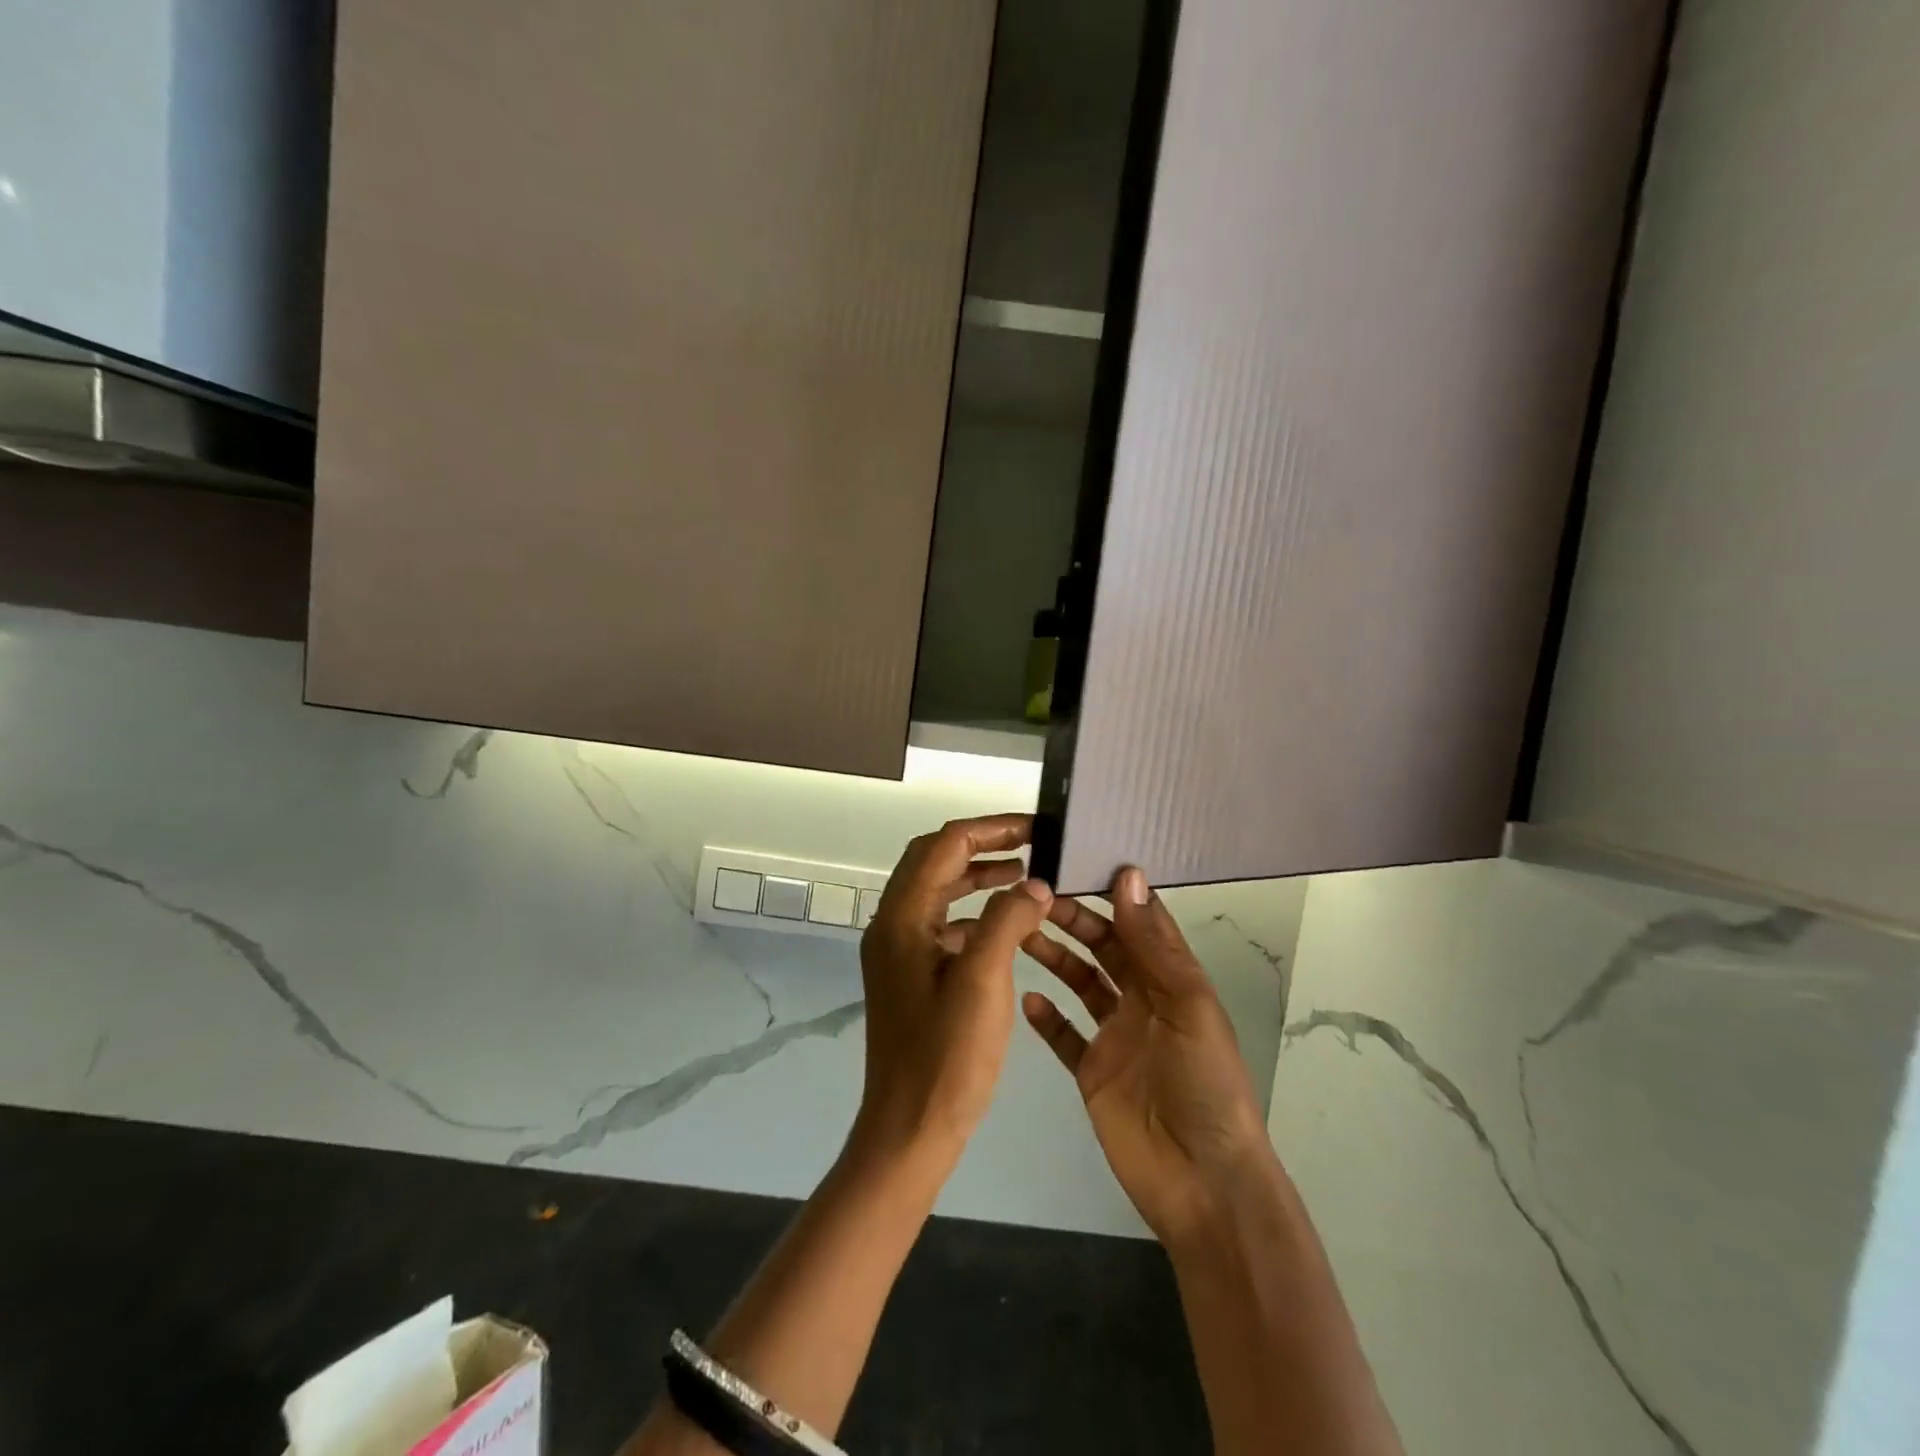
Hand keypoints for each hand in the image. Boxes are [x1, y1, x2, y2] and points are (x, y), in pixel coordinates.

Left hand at [854, 814, 1053, 1169]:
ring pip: (938, 891)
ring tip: (1024, 876)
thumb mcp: (983, 980)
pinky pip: (941, 924)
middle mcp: (892, 925)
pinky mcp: (910, 975)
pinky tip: (1006, 925)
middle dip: (981, 845)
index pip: (944, 846)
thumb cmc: (946, 1056)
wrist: (909, 1130)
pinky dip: (973, 913)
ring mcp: (898, 951)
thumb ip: (1008, 920)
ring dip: (976, 877)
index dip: (989, 829)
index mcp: (902, 918)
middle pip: (934, 861)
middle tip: (1029, 844)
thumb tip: (1034, 883)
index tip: (1034, 828)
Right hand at [1022, 866, 1275, 1246]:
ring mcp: (1115, 1037)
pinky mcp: (1092, 1072)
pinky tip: (1024, 997)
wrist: (1202, 1183)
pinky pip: (1064, 1035)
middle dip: (1074, 920)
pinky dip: (1045, 1016)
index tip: (1076, 861)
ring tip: (1020, 934)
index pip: (1140, 923)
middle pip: (1104, 948)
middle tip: (1033, 897)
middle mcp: (1142, 1000)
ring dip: (1054, 957)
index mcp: (1172, 980)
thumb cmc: (1204, 1085)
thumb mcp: (1187, 1006)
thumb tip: (1128, 876)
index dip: (1113, 893)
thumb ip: (1153, 945)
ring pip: (1080, 983)